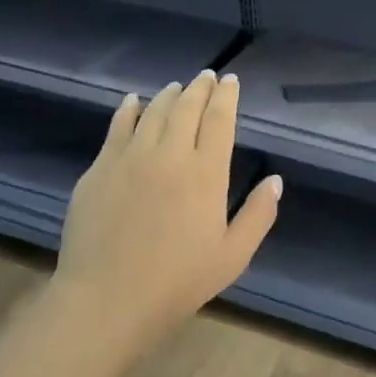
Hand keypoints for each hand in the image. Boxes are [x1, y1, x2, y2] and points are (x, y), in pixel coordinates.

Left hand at [56, 70, 282, 341]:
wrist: (108, 299)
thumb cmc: (179, 281)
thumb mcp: (234, 255)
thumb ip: (259, 214)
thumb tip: (275, 181)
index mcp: (206, 173)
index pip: (219, 120)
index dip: (226, 97)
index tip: (231, 81)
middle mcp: (170, 154)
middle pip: (186, 108)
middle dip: (200, 88)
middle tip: (207, 77)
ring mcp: (130, 158)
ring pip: (153, 112)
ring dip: (168, 95)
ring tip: (177, 87)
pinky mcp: (99, 170)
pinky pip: (117, 128)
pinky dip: (129, 110)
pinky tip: (133, 101)